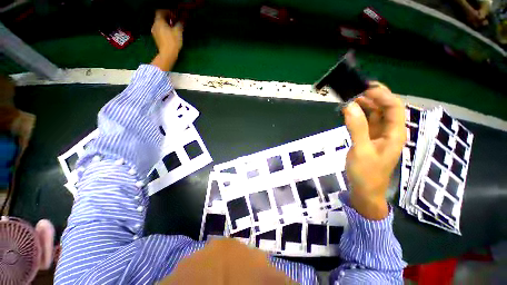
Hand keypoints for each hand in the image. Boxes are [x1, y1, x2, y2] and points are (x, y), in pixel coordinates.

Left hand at [151, 10, 182, 70]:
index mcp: (159, 21)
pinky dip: (165, 31)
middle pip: (160, 18)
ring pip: (160, 25)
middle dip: (167, 19)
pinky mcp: (156, 39)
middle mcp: (155, 25)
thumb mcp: (178, 32)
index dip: (168, 12)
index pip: (161, 11)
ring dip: (166, 25)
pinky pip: (160, 31)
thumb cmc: (173, 42)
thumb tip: (182, 20)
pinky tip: (170, 35)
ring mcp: (154, 33)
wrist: (167, 54)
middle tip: (175, 22)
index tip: (175, 16)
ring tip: (174, 30)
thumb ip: (180, 24)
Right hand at [342, 83, 405, 219]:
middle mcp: (390, 131)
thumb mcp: (361, 150)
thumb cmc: (366, 173)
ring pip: (375, 115)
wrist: (365, 191)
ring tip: (351, 97)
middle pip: (385, 108)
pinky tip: (350, 111)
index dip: (382, 95)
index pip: (394, 107)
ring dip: (365, 105)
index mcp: (395, 133)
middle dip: (373, 97)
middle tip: (355, 90)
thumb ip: (357, 128)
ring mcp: (379, 135)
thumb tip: (350, 106)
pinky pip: (366, 122)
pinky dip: (359, 115)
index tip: (364, 88)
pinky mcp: (369, 139)